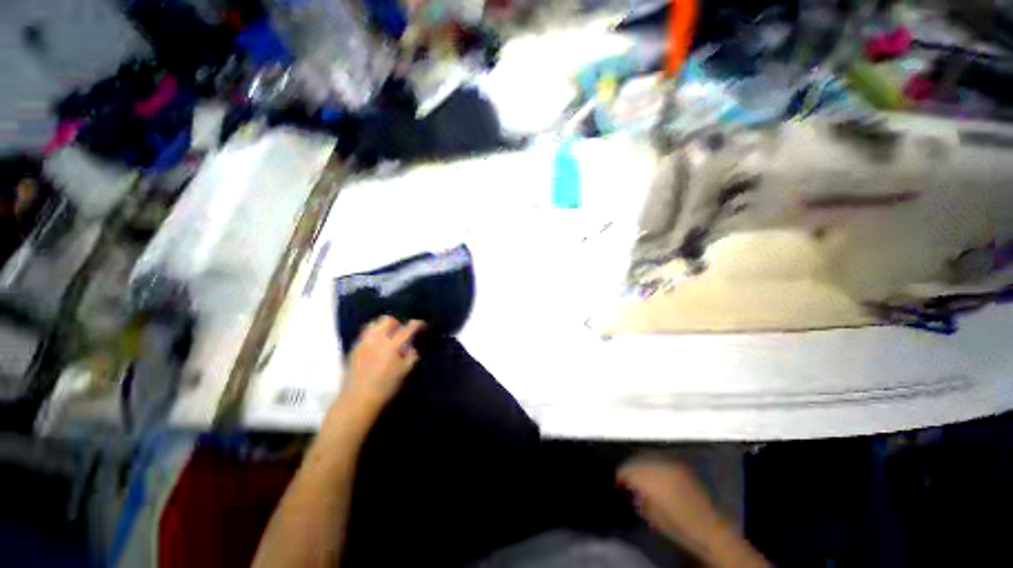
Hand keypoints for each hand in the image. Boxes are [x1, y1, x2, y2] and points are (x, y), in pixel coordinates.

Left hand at [341, 316, 424, 414]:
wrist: (357, 400)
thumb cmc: (386, 387)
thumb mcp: (406, 372)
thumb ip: (412, 355)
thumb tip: (413, 345)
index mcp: (393, 345)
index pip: (409, 327)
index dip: (419, 324)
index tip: (423, 326)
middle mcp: (377, 339)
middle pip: (388, 320)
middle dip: (397, 323)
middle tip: (402, 333)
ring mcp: (363, 342)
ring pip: (374, 324)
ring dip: (383, 327)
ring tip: (388, 338)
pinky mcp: (354, 349)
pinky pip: (366, 334)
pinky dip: (374, 335)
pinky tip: (377, 346)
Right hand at [617, 457, 723, 541]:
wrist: (710, 529)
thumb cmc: (680, 528)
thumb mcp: (653, 517)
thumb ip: (640, 499)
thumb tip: (632, 490)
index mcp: (653, 480)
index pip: (629, 470)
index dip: (621, 475)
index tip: (617, 482)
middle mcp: (662, 467)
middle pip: (638, 460)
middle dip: (630, 468)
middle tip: (625, 478)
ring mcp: (673, 465)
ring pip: (649, 457)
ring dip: (641, 465)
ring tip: (637, 475)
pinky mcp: (681, 467)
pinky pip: (661, 461)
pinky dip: (653, 465)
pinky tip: (652, 474)